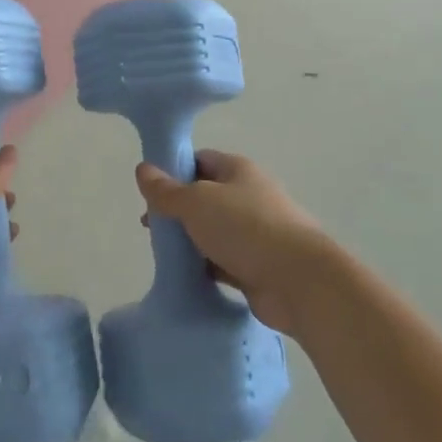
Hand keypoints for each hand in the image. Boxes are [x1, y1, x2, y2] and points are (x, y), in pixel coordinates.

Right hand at [136, 149, 329, 334]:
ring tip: (164, 253)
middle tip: (151, 226)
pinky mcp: (258, 266)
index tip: (150, 190)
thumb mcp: (196, 202)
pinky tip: (186, 275)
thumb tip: (142, 169)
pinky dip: (205, 267)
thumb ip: (167, 190)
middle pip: (205, 197)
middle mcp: (249, 195)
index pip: (200, 160)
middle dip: (178, 210)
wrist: (299, 281)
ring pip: (213, 231)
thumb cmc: (246, 228)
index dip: (173, 170)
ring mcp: (256, 232)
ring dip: (191, 241)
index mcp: (238, 170)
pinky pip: (224, 262)